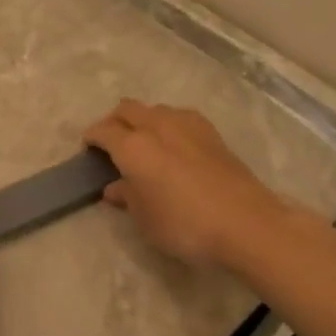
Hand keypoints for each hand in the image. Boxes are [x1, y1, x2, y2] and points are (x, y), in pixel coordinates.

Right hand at [83, 100, 289, 269]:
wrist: (247, 224)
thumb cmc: (185, 226)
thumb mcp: (145, 219)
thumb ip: (127, 197)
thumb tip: (116, 187)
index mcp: (133, 146)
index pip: (103, 131)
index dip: (92, 138)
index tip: (88, 150)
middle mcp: (158, 126)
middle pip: (128, 109)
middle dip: (114, 122)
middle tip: (111, 144)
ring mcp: (188, 126)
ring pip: (155, 110)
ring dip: (143, 120)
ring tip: (143, 143)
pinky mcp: (212, 133)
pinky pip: (179, 118)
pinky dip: (167, 125)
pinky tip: (173, 146)